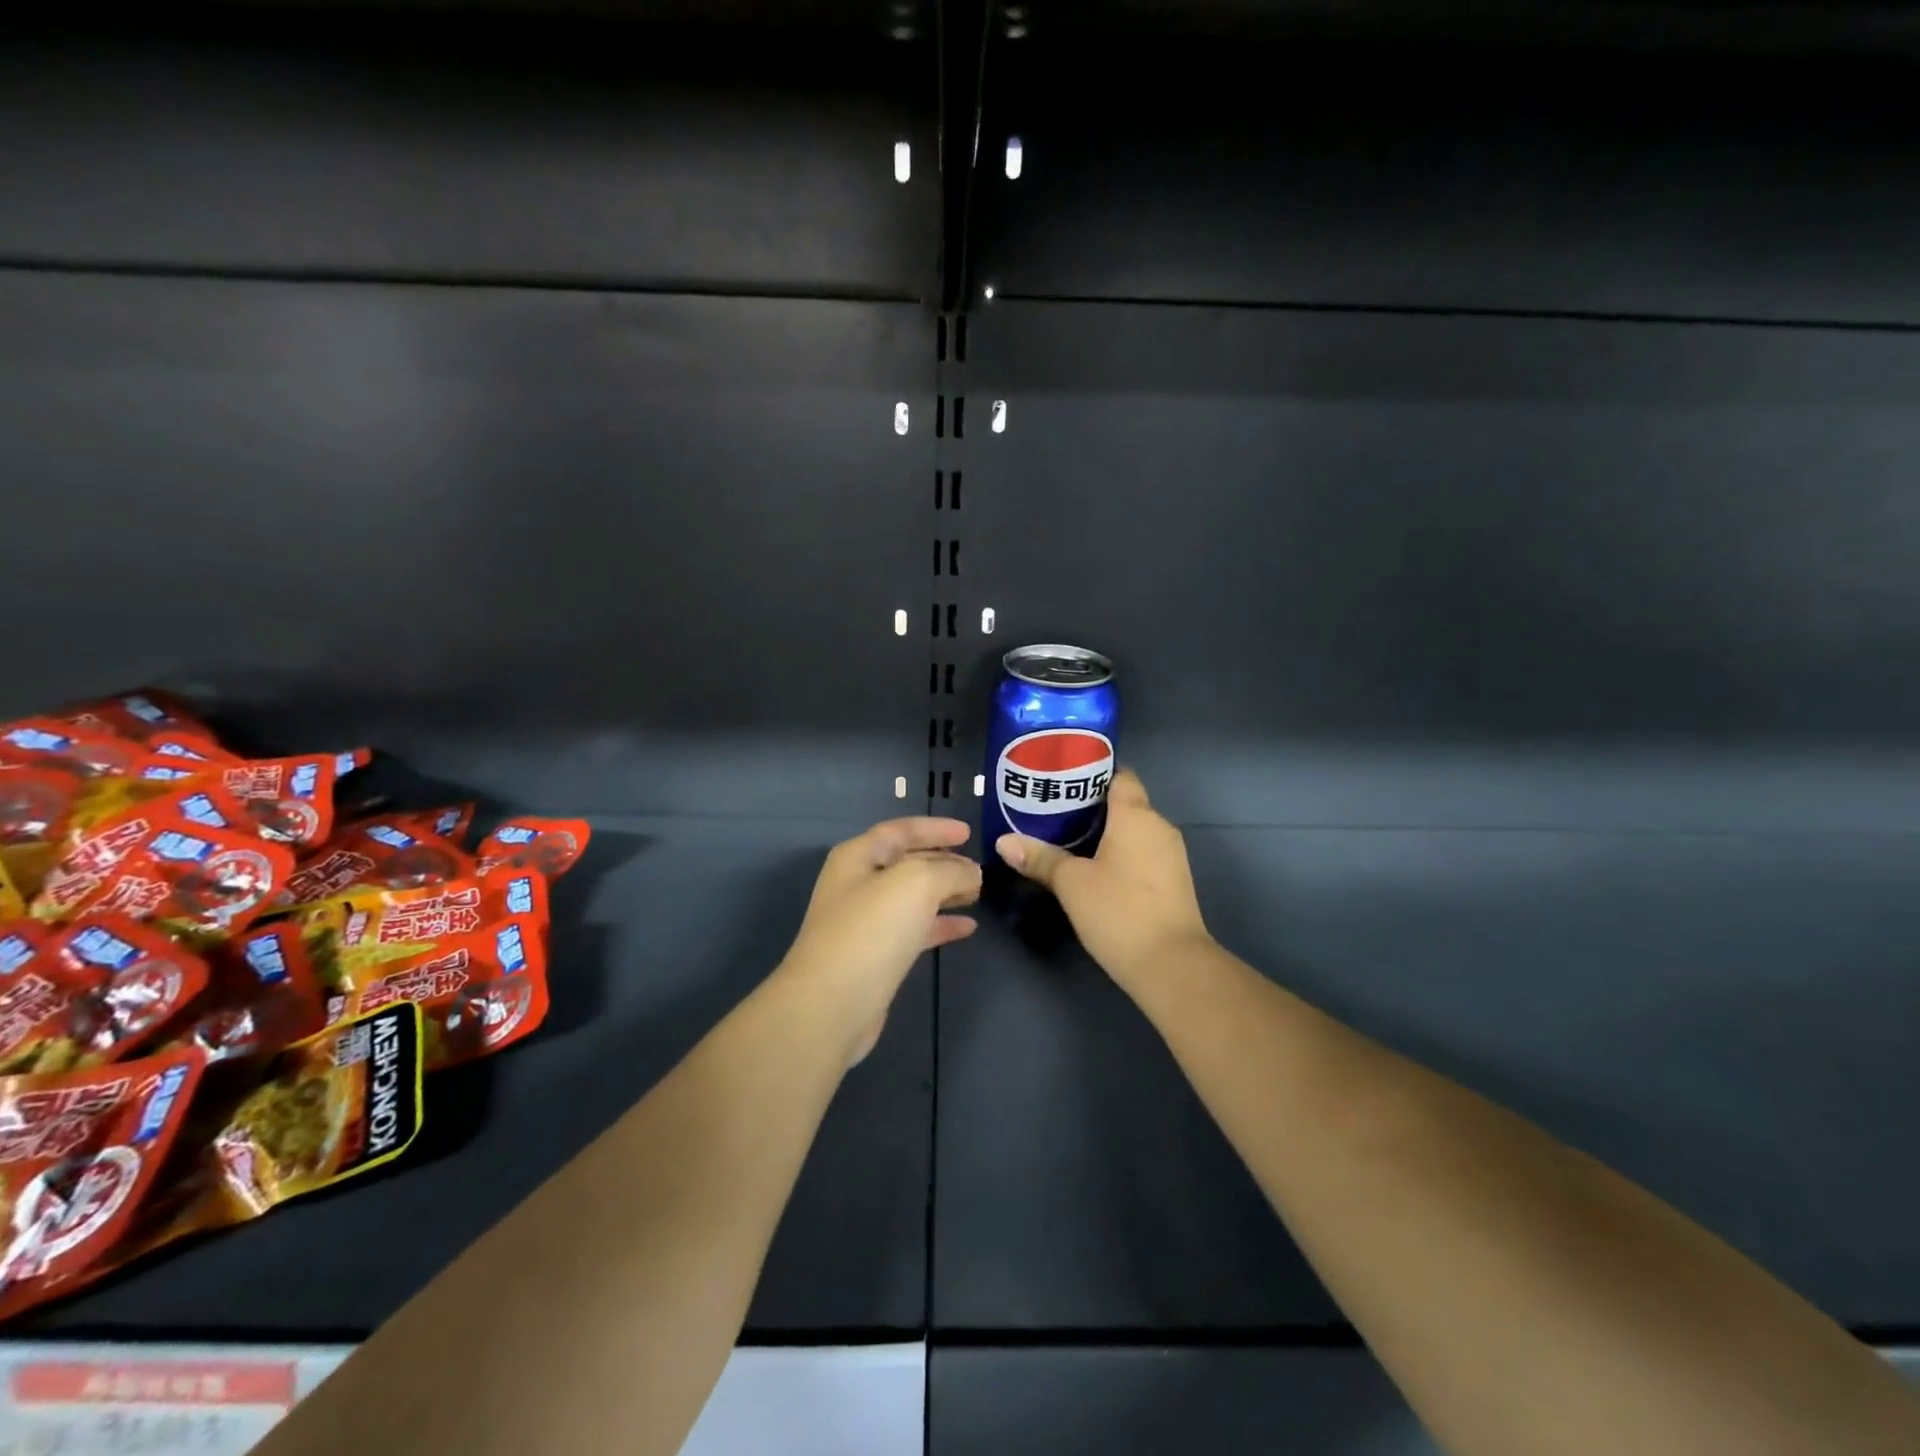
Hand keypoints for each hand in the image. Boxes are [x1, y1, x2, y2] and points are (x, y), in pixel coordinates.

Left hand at [782, 817, 980, 1063]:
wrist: (832, 1004)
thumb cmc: (871, 929)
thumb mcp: (918, 883)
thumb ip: (950, 870)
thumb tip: (971, 872)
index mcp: (858, 857)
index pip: (901, 830)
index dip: (935, 829)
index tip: (968, 832)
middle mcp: (858, 884)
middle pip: (907, 863)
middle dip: (944, 862)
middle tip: (979, 868)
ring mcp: (865, 922)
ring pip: (913, 898)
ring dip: (945, 893)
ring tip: (978, 893)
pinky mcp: (876, 956)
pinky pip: (914, 929)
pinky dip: (940, 924)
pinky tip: (967, 928)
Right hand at [996, 769, 1210, 987]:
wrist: (1172, 965)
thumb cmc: (1119, 911)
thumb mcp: (1071, 883)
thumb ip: (1040, 857)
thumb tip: (1003, 840)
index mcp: (1136, 814)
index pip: (1120, 775)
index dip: (1092, 773)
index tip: (1062, 779)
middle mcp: (1158, 826)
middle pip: (1125, 802)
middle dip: (1091, 805)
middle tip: (1052, 810)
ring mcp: (1170, 855)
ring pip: (1133, 830)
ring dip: (1105, 832)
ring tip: (1066, 838)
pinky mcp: (1173, 881)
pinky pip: (1142, 853)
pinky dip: (1119, 853)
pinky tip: (1093, 868)